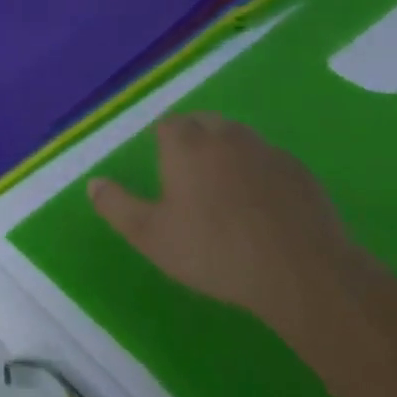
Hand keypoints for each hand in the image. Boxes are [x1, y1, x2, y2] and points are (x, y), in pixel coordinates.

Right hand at [88, 113, 351, 321]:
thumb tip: (93, 183)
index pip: (169, 124)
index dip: (162, 140)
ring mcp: (268, 152)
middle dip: (194, 138)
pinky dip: (260, 173)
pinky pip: (271, 161)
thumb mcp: (151, 236)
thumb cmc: (215, 251)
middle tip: (189, 174)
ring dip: (228, 152)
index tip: (162, 164)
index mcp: (187, 145)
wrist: (303, 274)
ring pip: (240, 139)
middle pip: (205, 123)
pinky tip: (262, 205)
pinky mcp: (301, 173)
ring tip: (224, 187)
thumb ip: (116, 206)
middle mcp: (227, 137)